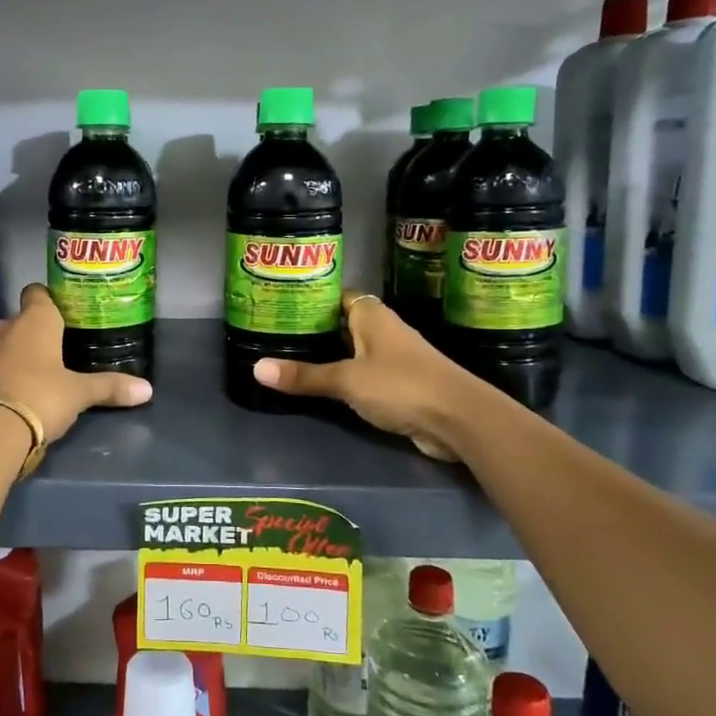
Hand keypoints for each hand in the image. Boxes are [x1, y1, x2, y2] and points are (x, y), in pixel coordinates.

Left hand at [0, 283, 152, 442]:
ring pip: (3, 344)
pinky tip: (17, 392)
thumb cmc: (42, 395)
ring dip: (16, 354)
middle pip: (19, 319)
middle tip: (55, 347)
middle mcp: (6, 329)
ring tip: (38, 373)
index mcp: (35, 321)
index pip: (36, 292)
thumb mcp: (80, 393)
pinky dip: (3, 376)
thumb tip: (147, 390)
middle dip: (33, 330)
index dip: (47, 298)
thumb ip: (110, 387)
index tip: (62, 310)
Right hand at [253, 292, 475, 459]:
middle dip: (312, 329)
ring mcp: (393, 357)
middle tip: (273, 334)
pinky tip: (320, 386)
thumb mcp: (347, 380)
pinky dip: (342, 378)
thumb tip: (256, 369)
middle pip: (341, 323)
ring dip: (327, 355)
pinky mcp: (399, 384)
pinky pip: (362, 374)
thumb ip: (304, 376)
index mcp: (372, 314)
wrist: (460, 420)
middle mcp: (383, 330)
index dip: (310, 298)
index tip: (279, 305)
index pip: (335, 295)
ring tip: (287, 358)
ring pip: (351, 350)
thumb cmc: (402, 385)